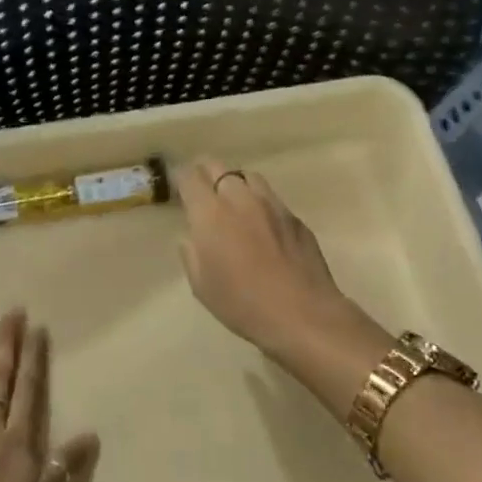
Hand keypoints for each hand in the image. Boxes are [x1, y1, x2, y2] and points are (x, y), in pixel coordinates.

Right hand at [175, 159, 361, 355]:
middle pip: (219, 168)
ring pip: (248, 177)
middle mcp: (240, 199)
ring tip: (233, 200)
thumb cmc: (242, 304)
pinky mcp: (294, 217)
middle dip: (206, 173)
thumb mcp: (202, 286)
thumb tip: (192, 237)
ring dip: (235, 183)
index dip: (181, 178)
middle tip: (202, 188)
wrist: (302, 313)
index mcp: (210, 214)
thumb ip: (191, 254)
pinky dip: (259, 202)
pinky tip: (262, 224)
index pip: (190, 178)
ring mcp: (272, 205)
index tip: (179, 186)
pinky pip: (271, 198)